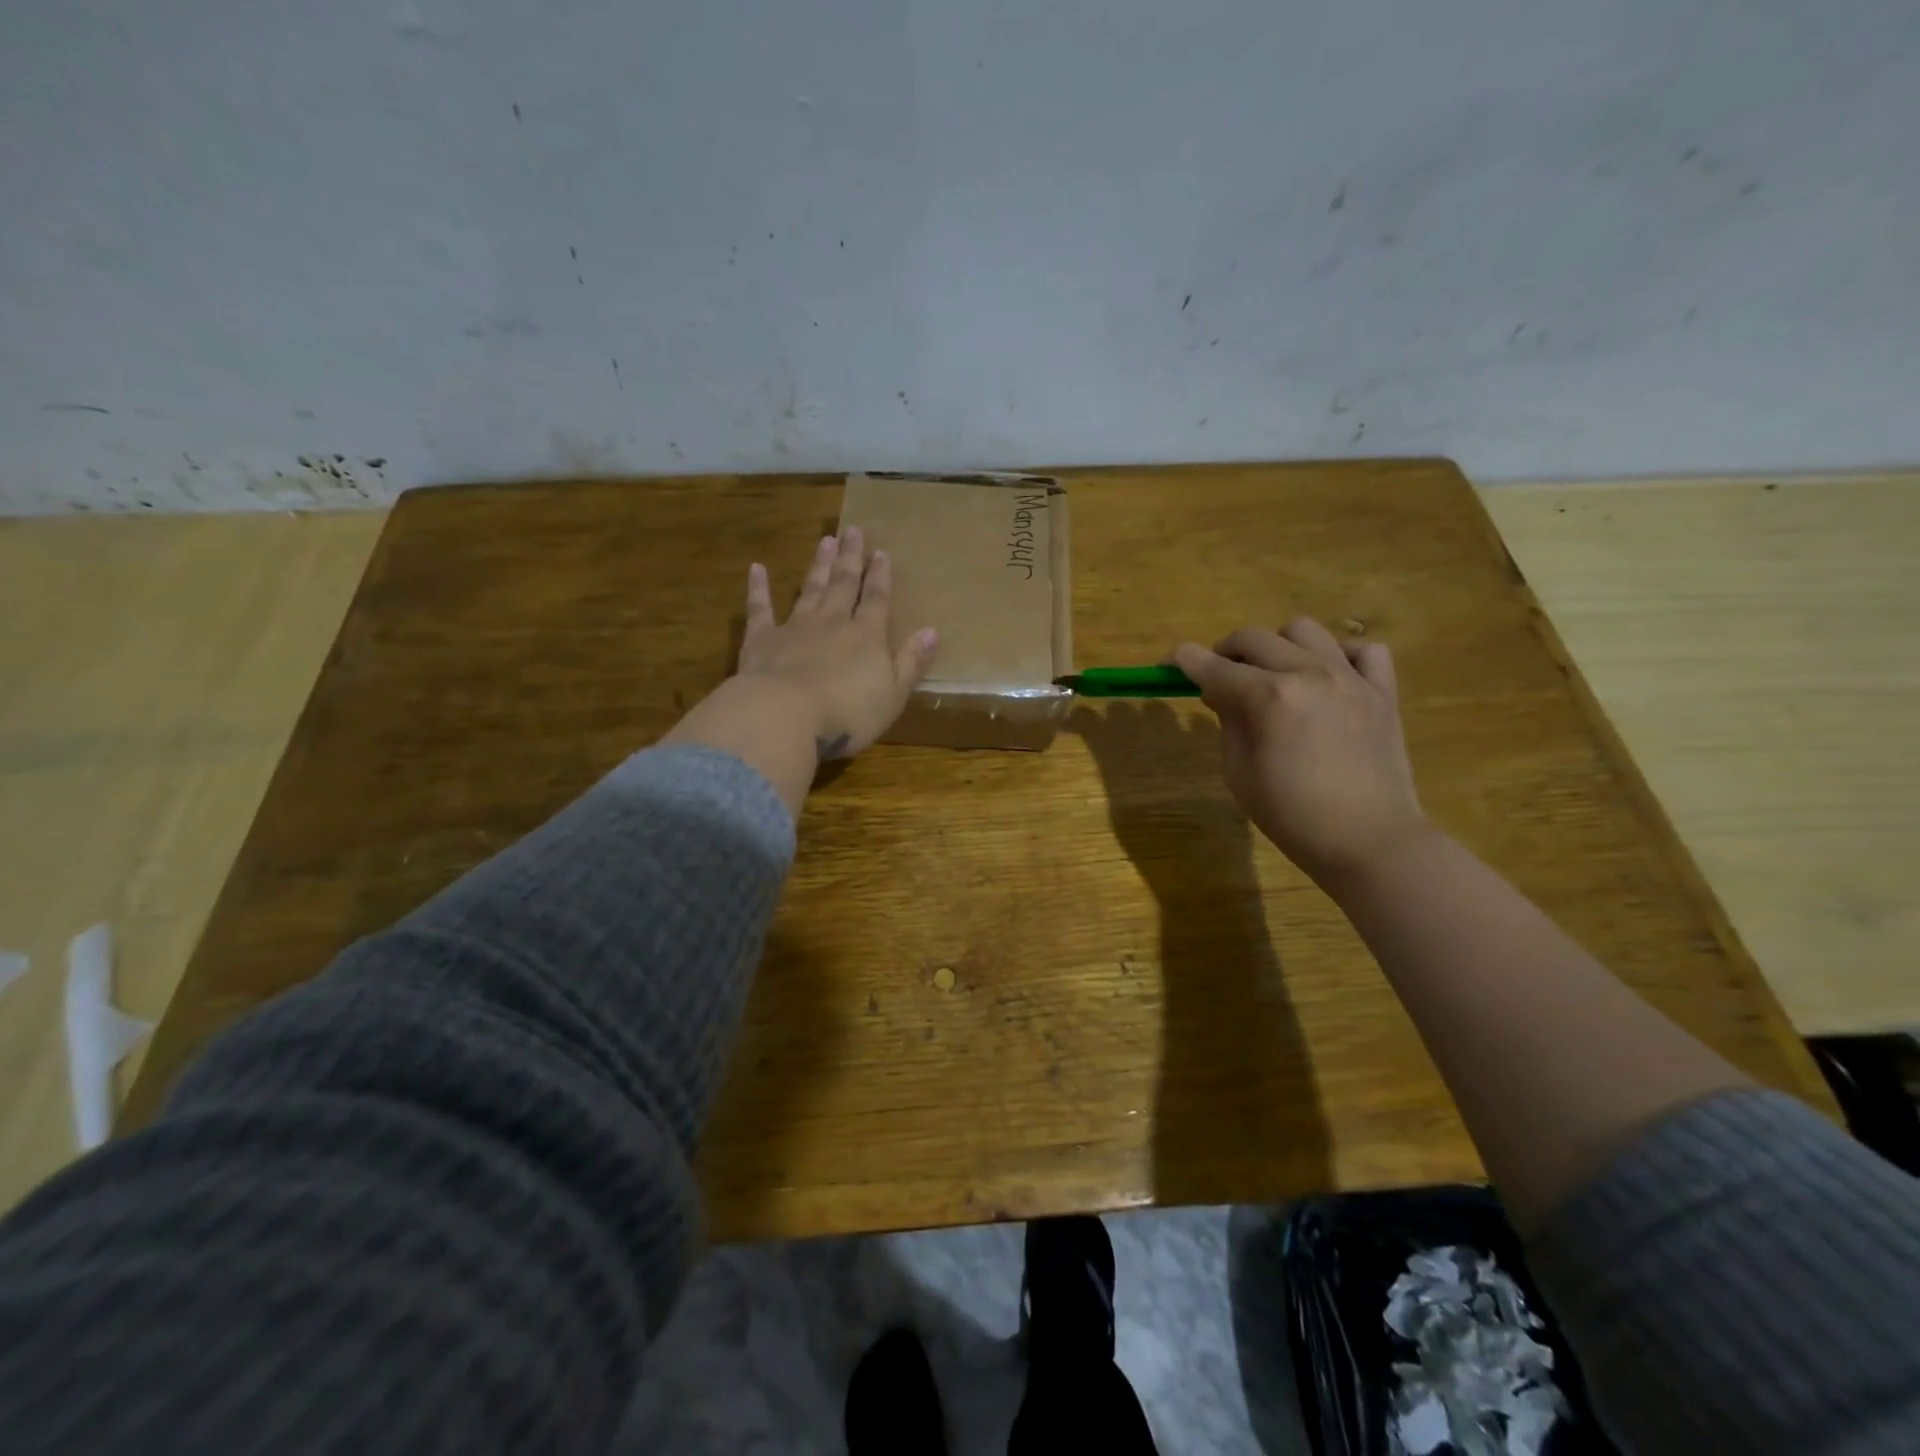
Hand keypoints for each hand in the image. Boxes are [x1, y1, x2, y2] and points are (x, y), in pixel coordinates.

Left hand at [738, 527, 936, 759]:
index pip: (876, 599)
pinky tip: (756, 569)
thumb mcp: (892, 695)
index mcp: (866, 637)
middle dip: (850, 558)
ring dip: (818, 565)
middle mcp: (831, 623)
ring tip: (824, 540)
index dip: (880, 576)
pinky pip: (760, 608)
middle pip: (843, 584)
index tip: (881, 552)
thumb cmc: (847, 713)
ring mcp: (794, 628)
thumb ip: (911, 662)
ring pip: (809, 589)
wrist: (784, 716)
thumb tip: (932, 632)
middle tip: (852, 531)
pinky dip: (758, 588)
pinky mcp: (761, 640)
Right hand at [1173, 619, 1427, 889]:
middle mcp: (1309, 674)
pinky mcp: (1383, 690)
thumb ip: (1229, 723)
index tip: (1168, 662)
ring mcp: (1351, 678)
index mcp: (1269, 698)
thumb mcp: (1239, 774)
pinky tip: (1327, 678)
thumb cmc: (1293, 817)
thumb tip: (1223, 694)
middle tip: (1218, 679)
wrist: (1370, 842)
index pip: (1213, 666)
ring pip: (1303, 630)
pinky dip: (1339, 655)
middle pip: (1253, 638)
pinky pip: (1363, 649)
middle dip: (1224, 652)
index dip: (1184, 660)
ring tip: (1274, 675)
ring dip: (1276, 647)